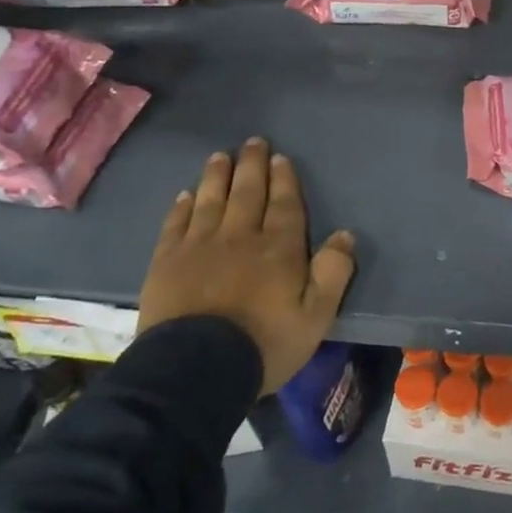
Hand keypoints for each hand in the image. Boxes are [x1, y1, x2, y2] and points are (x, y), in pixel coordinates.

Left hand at [138, 138, 356, 394]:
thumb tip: (345, 235)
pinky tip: (185, 195)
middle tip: (254, 142)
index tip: (280, 157)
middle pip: (248, 193)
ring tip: (220, 156)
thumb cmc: (264, 343)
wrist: (194, 370)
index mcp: (279, 248)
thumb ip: (333, 273)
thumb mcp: (316, 316)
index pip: (284, 204)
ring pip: (211, 201)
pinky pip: (176, 225)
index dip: (284, 180)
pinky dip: (182, 207)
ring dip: (217, 176)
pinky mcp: (167, 263)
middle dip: (252, 166)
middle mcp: (240, 237)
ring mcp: (199, 247)